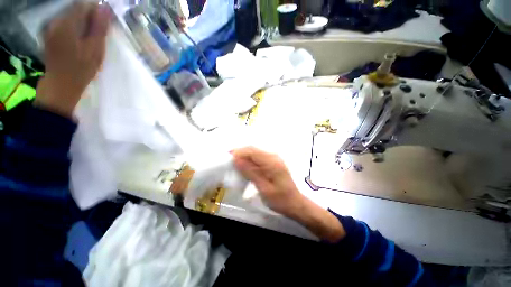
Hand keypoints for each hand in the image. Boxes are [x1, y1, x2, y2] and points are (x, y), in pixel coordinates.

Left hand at [35, 2, 109, 117]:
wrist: (61, 85)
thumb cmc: (80, 69)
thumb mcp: (95, 49)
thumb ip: (99, 27)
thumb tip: (105, 8)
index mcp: (67, 23)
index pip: (84, 5)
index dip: (96, 11)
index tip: (105, 23)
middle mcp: (56, 20)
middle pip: (76, 9)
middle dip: (89, 17)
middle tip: (98, 33)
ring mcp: (50, 27)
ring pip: (70, 16)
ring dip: (82, 23)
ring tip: (89, 39)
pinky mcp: (49, 33)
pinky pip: (64, 23)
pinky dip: (74, 28)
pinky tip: (79, 40)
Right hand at [232, 147, 303, 216]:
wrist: (295, 203)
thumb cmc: (280, 200)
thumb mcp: (264, 188)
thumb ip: (251, 172)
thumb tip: (237, 160)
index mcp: (272, 162)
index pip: (252, 151)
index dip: (238, 152)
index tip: (227, 158)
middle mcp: (273, 157)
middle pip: (253, 150)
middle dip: (240, 153)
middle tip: (228, 161)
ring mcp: (274, 159)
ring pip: (255, 153)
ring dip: (244, 157)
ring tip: (234, 165)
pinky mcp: (273, 162)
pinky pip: (258, 158)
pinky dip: (250, 160)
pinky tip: (245, 167)